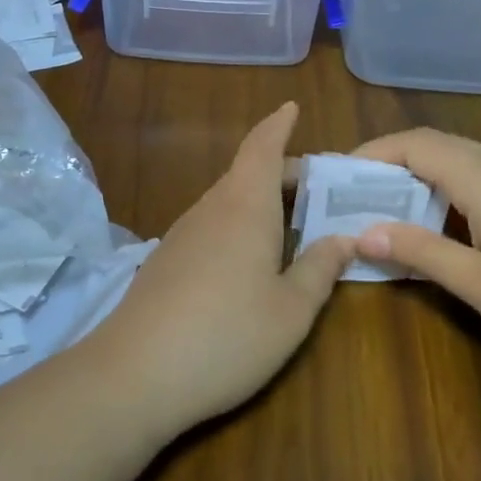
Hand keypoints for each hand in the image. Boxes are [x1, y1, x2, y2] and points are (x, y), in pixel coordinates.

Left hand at [82, 103, 354, 436]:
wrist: (135, 373)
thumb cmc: (227, 335)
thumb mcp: (291, 310)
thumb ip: (320, 269)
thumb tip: (345, 238)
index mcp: (245, 206)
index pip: (262, 147)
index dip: (278, 124)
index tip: (291, 107)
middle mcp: (212, 208)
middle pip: (247, 172)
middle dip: (282, 171)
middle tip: (317, 187)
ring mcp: (183, 233)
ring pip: (228, 199)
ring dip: (259, 199)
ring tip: (291, 222)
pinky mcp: (166, 260)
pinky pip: (212, 224)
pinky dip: (239, 223)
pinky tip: (249, 258)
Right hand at [351, 129, 480, 383]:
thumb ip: (420, 252)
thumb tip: (363, 232)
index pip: (413, 143)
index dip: (370, 153)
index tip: (334, 177)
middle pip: (435, 146)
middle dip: (388, 164)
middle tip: (353, 197)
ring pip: (460, 162)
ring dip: (419, 179)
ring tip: (387, 212)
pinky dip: (447, 192)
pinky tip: (442, 228)